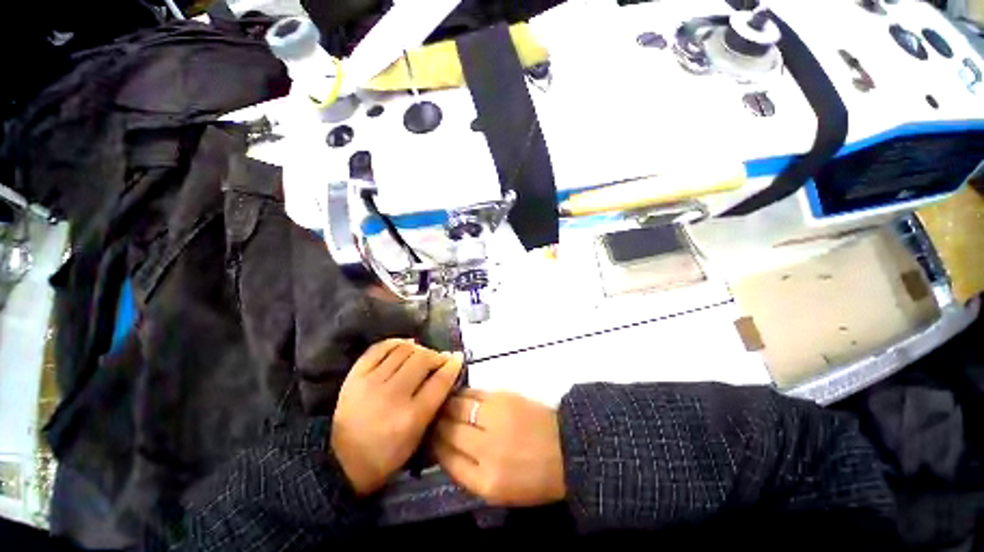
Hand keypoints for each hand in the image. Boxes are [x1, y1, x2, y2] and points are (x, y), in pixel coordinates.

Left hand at [331, 339, 463, 495]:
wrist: (340, 461)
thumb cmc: (386, 455)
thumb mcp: (417, 437)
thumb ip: (434, 403)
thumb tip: (446, 371)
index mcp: (410, 417)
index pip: (439, 381)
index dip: (453, 365)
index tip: (458, 358)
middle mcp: (392, 396)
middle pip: (423, 360)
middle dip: (437, 355)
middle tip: (440, 358)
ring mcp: (371, 383)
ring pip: (404, 350)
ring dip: (419, 348)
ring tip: (422, 353)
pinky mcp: (355, 375)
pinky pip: (380, 348)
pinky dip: (396, 342)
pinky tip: (404, 345)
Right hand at [432, 390, 565, 506]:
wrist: (566, 448)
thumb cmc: (534, 477)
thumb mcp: (500, 492)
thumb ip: (469, 473)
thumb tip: (444, 448)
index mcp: (486, 482)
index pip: (446, 459)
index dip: (433, 445)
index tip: (428, 436)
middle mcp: (487, 449)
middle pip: (449, 431)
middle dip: (436, 423)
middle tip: (431, 417)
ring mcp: (495, 419)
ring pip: (458, 408)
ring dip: (446, 405)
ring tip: (442, 404)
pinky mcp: (503, 398)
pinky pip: (474, 393)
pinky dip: (463, 394)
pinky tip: (459, 396)